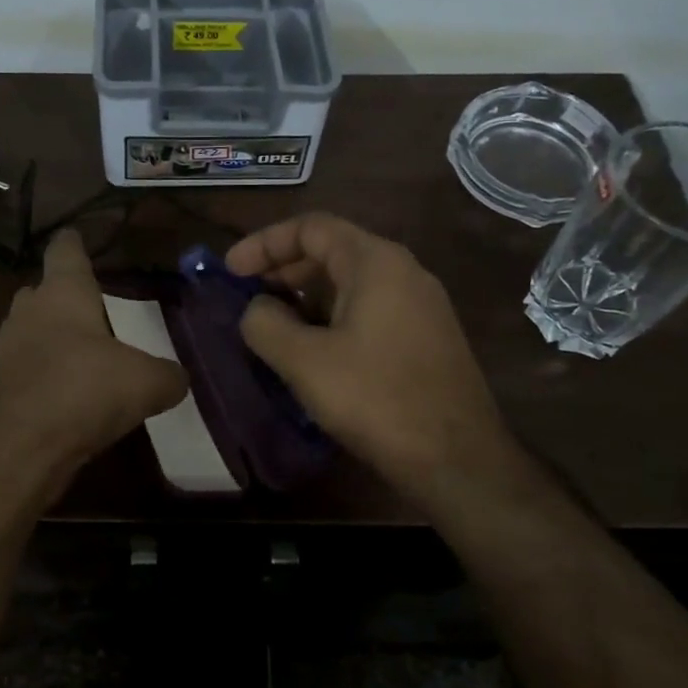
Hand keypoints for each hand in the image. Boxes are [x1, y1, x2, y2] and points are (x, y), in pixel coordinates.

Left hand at [0, 228, 188, 468]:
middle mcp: (29, 313)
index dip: (74, 242)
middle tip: (94, 309)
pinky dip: (46, 379)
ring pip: (33, 334)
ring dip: (55, 342)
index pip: (65, 250)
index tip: (78, 236)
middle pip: (43, 292)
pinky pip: (27, 372)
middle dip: (65, 297)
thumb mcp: (144, 384)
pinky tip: (70, 399)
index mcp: (63, 293)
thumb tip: (179, 378)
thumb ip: (168, 376)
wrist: (11, 449)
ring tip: (87, 358)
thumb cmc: (80, 391)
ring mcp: (6, 351)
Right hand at [225, 213, 522, 497]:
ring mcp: (420, 306)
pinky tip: (311, 351)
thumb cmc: (377, 399)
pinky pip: (368, 310)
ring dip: (305, 297)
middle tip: (245, 296)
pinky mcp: (425, 338)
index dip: (264, 243)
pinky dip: (331, 317)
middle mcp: (403, 272)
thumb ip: (265, 324)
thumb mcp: (305, 361)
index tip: (230, 270)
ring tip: (271, 326)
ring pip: (350, 284)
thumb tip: (256, 309)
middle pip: (332, 251)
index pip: (311, 228)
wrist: (458, 460)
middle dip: (282, 269)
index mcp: (376, 263)